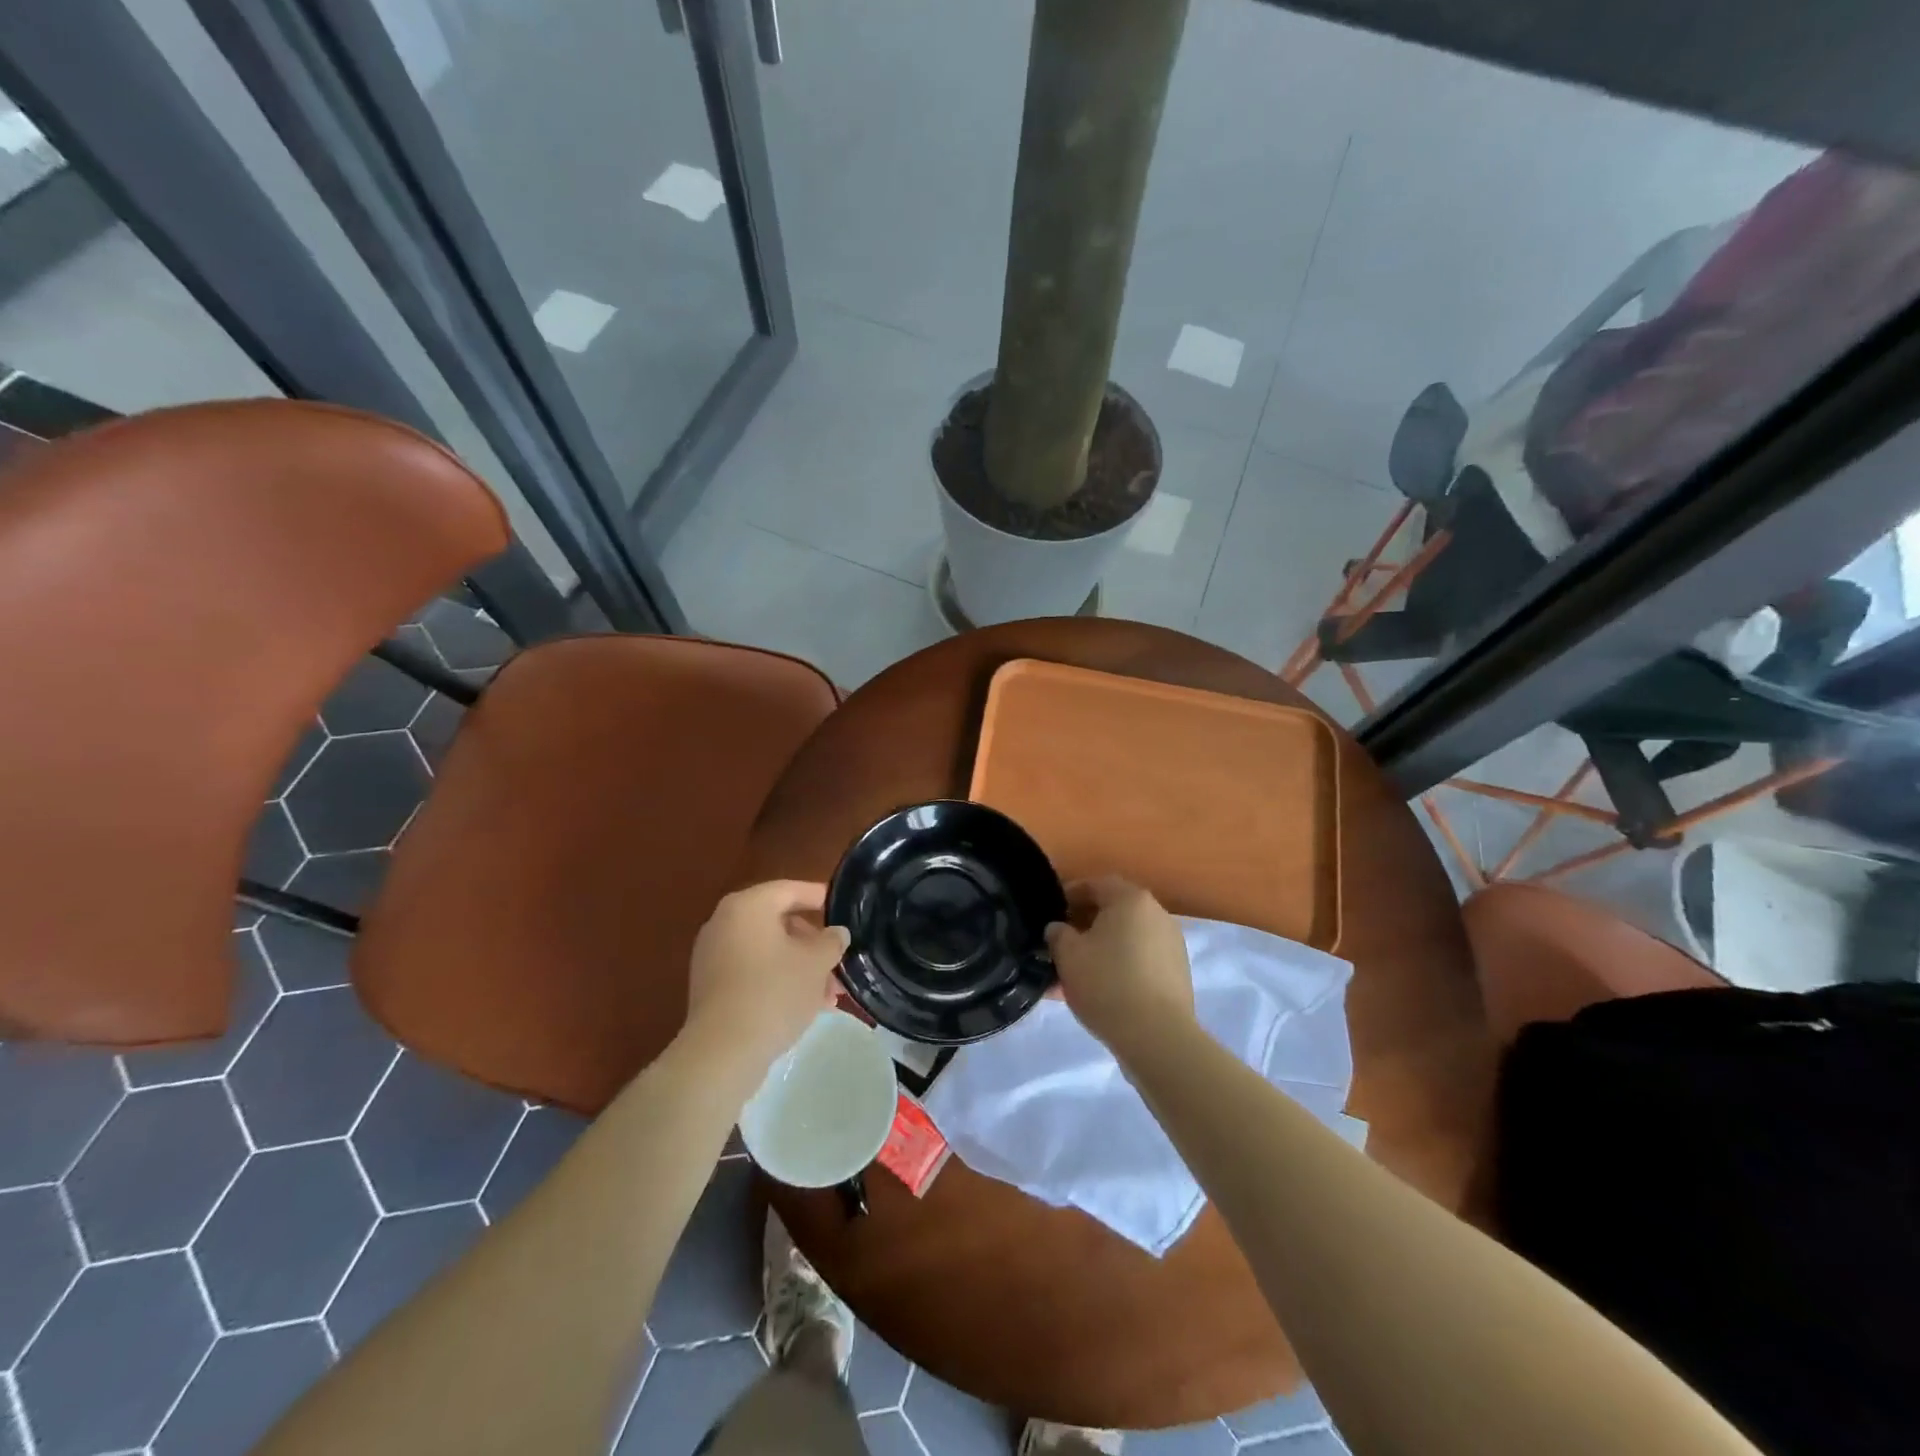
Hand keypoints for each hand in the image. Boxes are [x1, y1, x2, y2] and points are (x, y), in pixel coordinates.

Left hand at [684, 880, 849, 1081]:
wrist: (723, 1051)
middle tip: (839, 963)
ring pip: (768, 951)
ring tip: (829, 995)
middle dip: (813, 944)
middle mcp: (724, 923)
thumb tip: (836, 932)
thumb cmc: (774, 992)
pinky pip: (752, 971)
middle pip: (779, 922)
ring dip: (800, 966)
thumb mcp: (816, 963)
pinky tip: (805, 1006)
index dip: (820, 897)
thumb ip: (831, 941)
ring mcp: (713, 956)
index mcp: (748, 906)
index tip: (843, 908)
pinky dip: (778, 980)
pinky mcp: (710, 986)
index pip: (790, 890)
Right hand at [1046, 876, 1193, 1055]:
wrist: (1157, 1037)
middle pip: (1114, 911)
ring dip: (1102, 948)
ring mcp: (1172, 944)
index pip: (1095, 885)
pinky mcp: (1178, 973)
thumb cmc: (1107, 984)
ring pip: (1127, 938)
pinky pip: (1141, 960)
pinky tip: (1101, 990)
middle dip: (1086, 924)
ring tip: (1078, 973)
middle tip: (1062, 944)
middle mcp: (1157, 914)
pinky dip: (1120, 966)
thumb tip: (1059, 929)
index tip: (1052, 913)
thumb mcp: (1067, 955)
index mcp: (1131, 899)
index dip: (1070, 895)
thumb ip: (1058, 934)